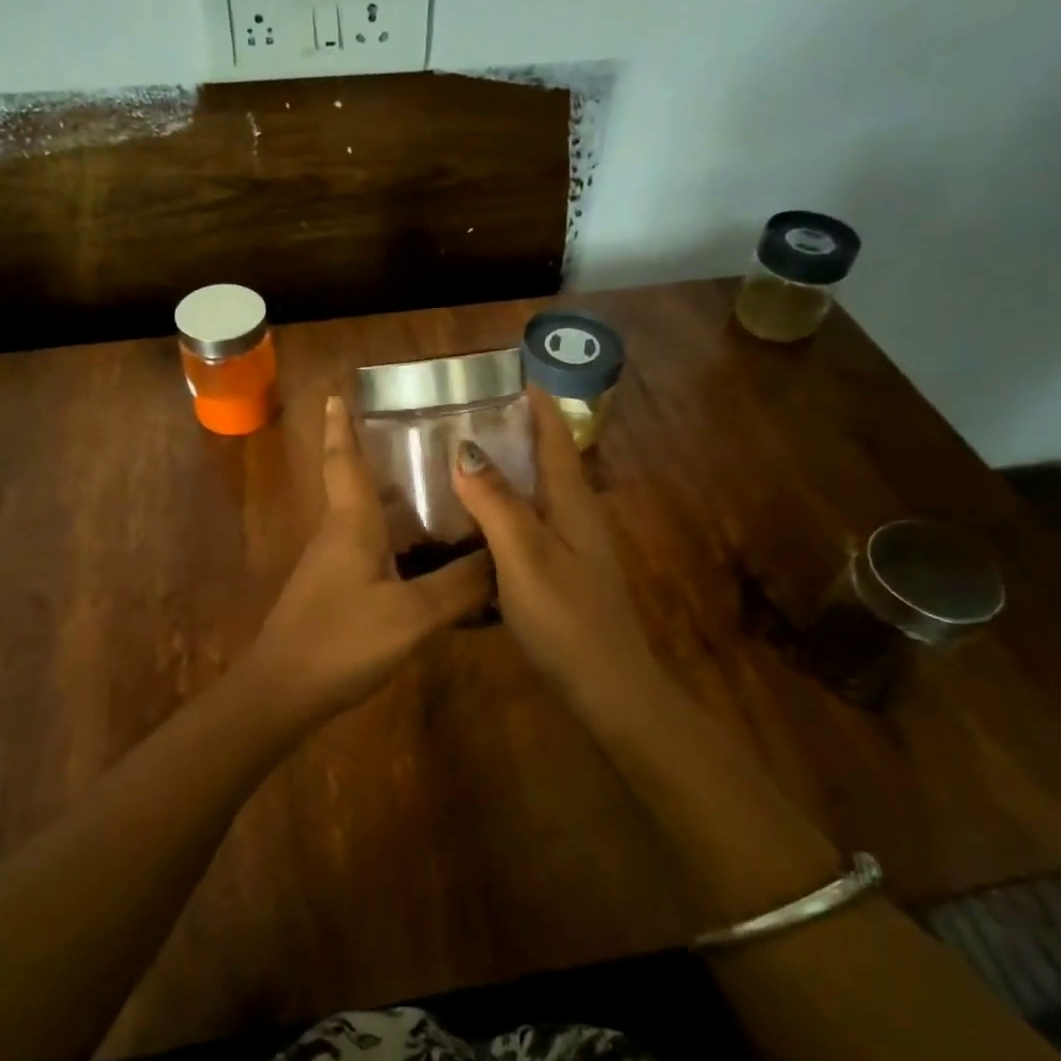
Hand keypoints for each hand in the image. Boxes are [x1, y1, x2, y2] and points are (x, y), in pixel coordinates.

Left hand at [243, 396, 493, 723]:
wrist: (283, 693)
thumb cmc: (341, 640)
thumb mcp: (411, 615)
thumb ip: (460, 585)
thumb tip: (504, 556)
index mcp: (351, 522)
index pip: (344, 459)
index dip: (341, 424)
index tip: (338, 391)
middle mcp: (339, 533)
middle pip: (360, 484)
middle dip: (386, 457)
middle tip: (432, 440)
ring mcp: (334, 564)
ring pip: (368, 519)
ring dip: (397, 500)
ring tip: (445, 492)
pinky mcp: (337, 592)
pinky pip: (373, 550)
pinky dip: (399, 539)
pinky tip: (430, 557)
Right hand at [450, 388, 658, 701]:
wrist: (606, 687)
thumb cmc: (566, 616)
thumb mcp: (525, 555)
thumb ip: (496, 502)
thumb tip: (465, 446)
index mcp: (571, 500)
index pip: (554, 434)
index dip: (533, 401)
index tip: (501, 374)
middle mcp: (574, 513)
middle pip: (543, 458)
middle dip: (509, 431)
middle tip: (458, 415)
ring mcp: (568, 544)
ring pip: (532, 493)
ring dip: (501, 471)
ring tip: (453, 459)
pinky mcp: (558, 571)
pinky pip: (524, 525)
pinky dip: (497, 511)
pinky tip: (467, 523)